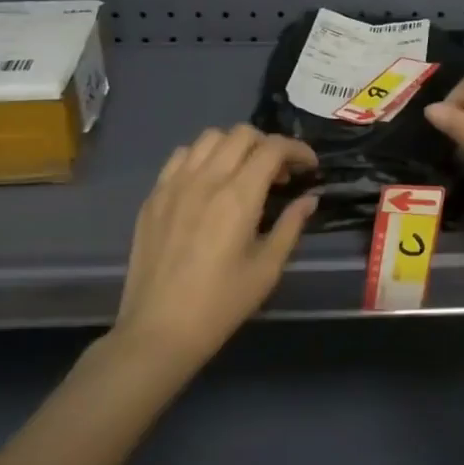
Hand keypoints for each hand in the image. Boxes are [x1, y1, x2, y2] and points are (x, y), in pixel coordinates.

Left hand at [112, 125, 317, 376]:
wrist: (158, 331)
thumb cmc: (220, 305)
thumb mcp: (267, 269)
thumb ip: (291, 226)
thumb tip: (309, 198)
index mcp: (238, 197)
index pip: (272, 148)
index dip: (297, 150)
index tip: (309, 167)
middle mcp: (206, 179)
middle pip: (242, 134)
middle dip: (268, 145)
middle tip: (279, 174)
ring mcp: (174, 184)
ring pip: (209, 137)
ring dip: (235, 146)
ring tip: (244, 173)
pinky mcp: (154, 195)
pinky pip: (181, 156)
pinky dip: (202, 157)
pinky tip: (209, 182)